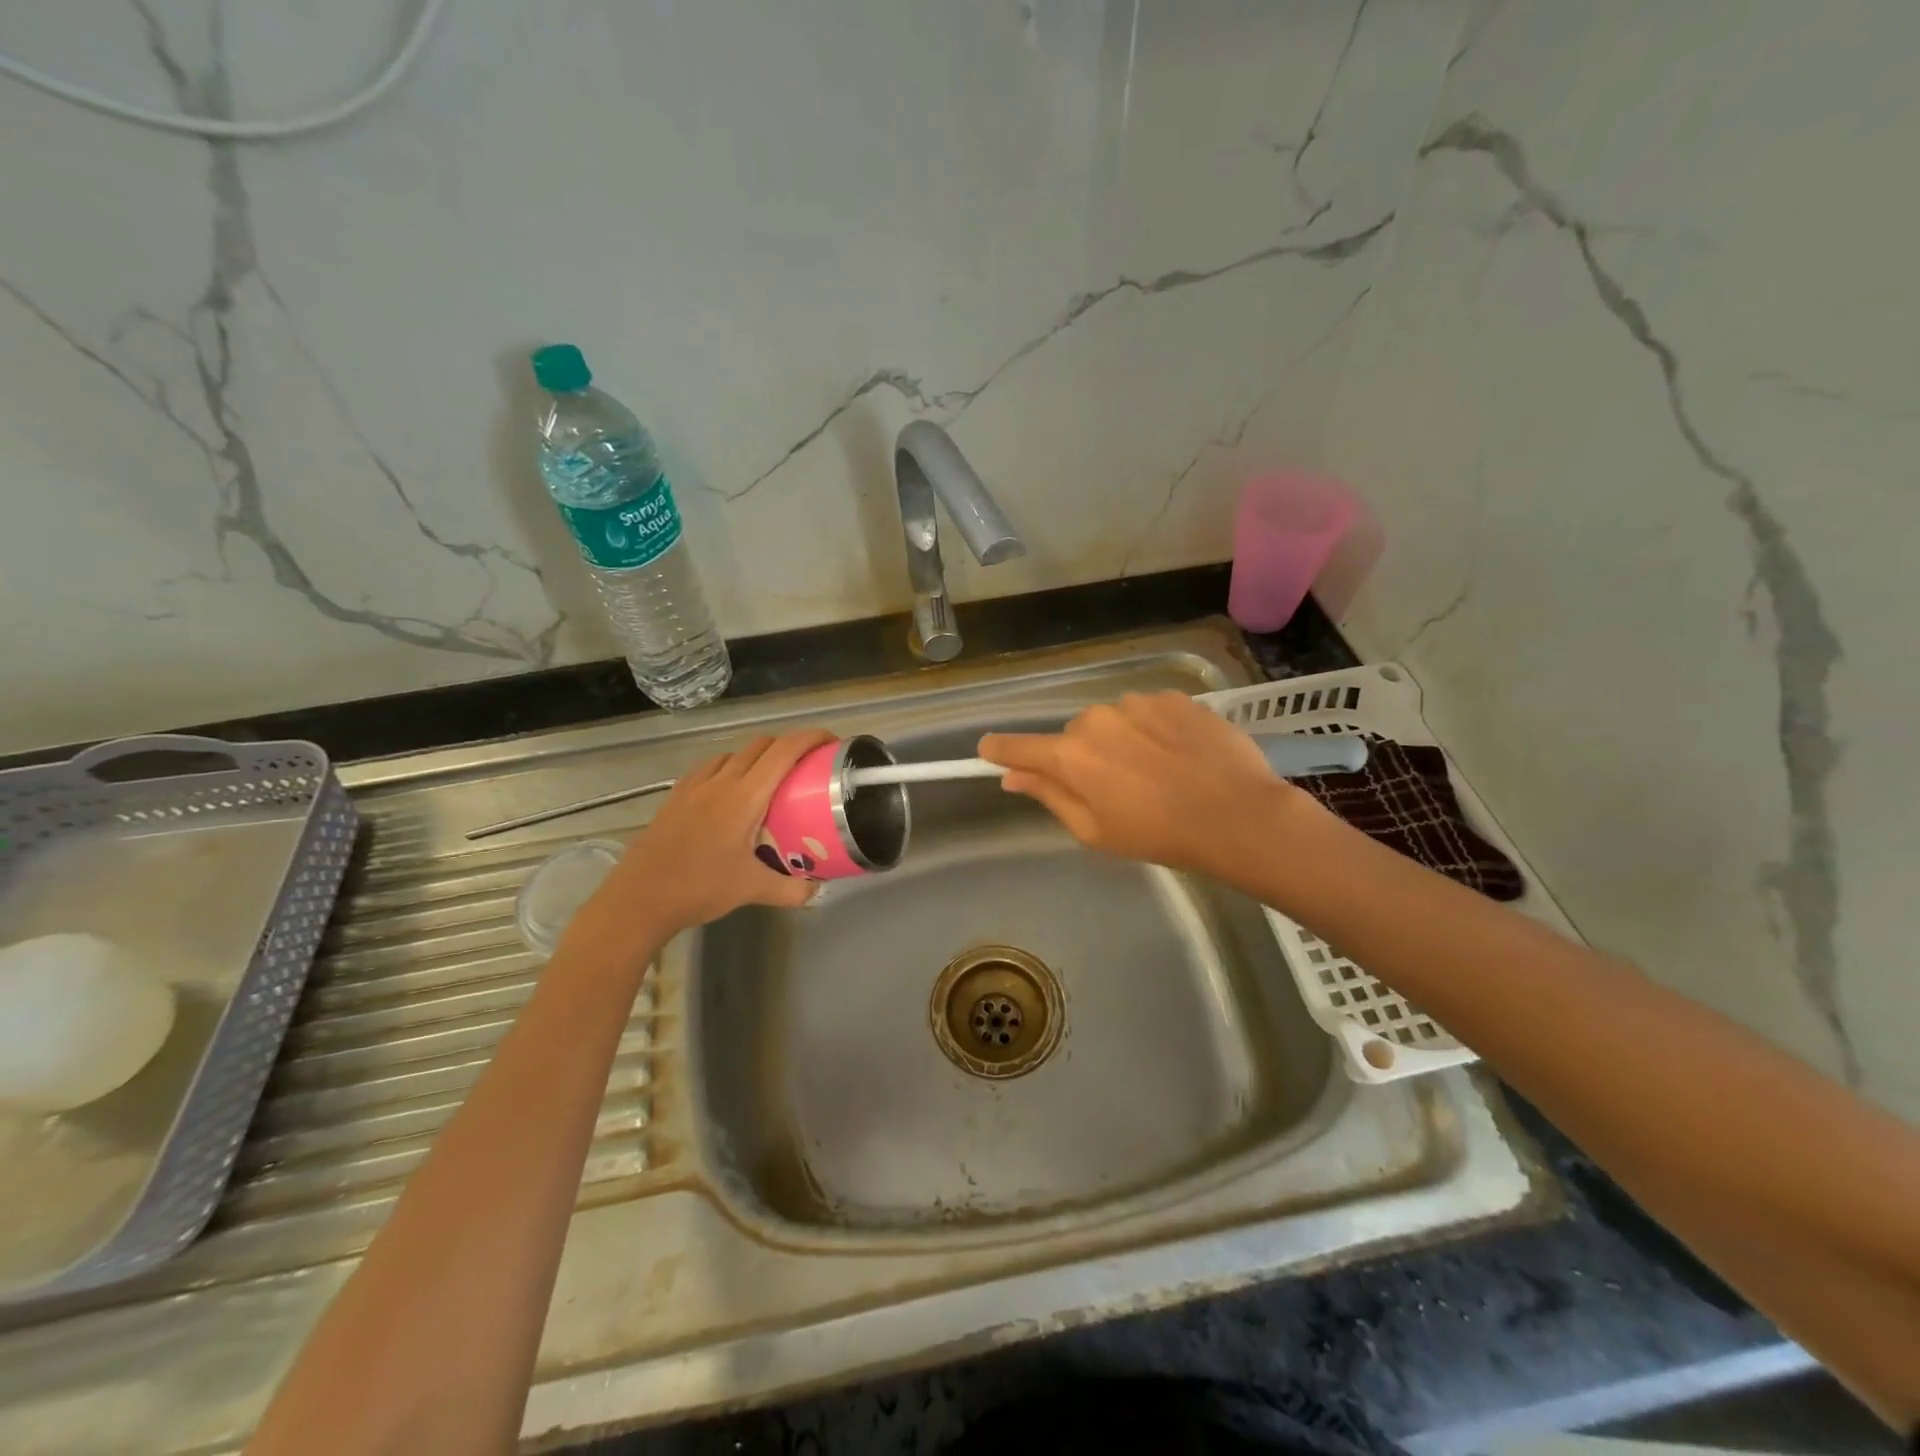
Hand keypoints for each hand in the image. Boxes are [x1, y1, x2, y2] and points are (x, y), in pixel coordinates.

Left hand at [565, 730, 834, 950]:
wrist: (640, 898)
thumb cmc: (700, 887)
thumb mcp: (752, 890)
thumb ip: (791, 889)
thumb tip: (816, 890)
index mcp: (745, 797)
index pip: (784, 751)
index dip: (810, 738)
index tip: (831, 742)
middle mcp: (721, 781)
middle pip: (760, 745)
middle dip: (787, 745)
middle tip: (806, 765)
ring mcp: (694, 786)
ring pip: (733, 753)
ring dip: (757, 755)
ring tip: (769, 779)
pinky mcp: (676, 796)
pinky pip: (710, 768)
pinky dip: (729, 768)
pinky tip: (729, 792)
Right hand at [979, 692, 1300, 876]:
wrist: (1237, 815)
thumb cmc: (1159, 834)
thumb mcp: (1095, 830)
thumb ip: (1049, 796)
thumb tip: (1011, 777)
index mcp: (1072, 755)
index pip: (1019, 747)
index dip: (1000, 749)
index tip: (986, 749)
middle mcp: (1097, 719)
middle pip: (1074, 736)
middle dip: (1084, 757)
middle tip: (1115, 789)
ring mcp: (1137, 702)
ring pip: (1113, 721)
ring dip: (1122, 741)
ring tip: (1156, 772)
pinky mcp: (1173, 697)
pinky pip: (1148, 712)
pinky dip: (1154, 730)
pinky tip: (1179, 755)